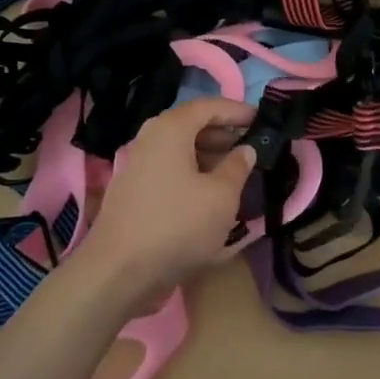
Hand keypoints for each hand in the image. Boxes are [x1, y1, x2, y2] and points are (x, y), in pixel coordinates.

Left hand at [80, 96, 256, 301]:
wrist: (118, 272)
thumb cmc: (177, 225)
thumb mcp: (221, 197)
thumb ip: (238, 167)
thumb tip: (245, 150)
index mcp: (171, 128)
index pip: (210, 106)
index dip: (237, 111)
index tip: (262, 120)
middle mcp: (151, 137)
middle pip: (193, 125)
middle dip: (224, 134)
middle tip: (252, 147)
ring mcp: (139, 164)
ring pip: (181, 150)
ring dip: (210, 156)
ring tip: (237, 173)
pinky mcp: (134, 190)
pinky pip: (170, 170)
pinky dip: (193, 174)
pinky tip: (210, 195)